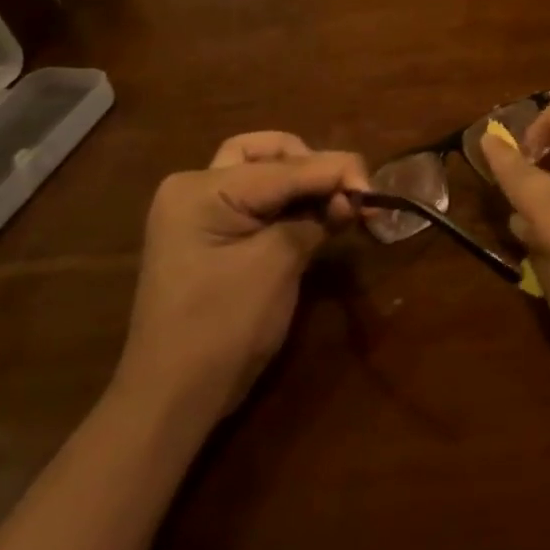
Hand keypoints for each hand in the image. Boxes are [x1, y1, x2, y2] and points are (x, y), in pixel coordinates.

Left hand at [110, 132, 369, 429]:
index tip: (376, 193)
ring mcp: (199, 212)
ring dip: (303, 182)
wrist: (173, 398)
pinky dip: (289, 204)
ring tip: (339, 208)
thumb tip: (354, 196)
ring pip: (262, 171)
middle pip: (268, 152)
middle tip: (346, 195)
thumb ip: (317, 218)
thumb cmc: (223, 326)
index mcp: (203, 188)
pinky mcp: (210, 235)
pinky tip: (318, 219)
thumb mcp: (277, 263)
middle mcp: (196, 188)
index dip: (337, 172)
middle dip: (313, 165)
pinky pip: (256, 202)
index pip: (285, 165)